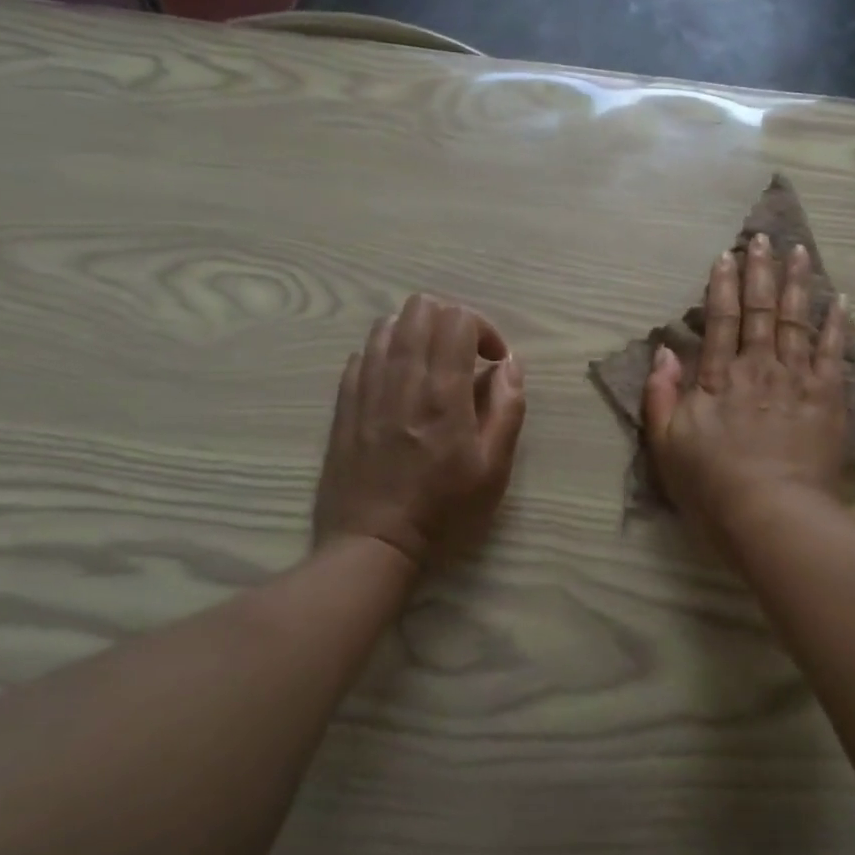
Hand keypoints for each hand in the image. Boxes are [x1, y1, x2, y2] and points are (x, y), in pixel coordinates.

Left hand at [313, 294, 526, 572]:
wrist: (371, 546)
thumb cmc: (443, 512)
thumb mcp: (494, 469)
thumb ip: (507, 409)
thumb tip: (509, 365)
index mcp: (443, 394)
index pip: (457, 319)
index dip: (483, 328)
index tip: (493, 361)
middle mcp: (401, 380)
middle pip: (420, 308)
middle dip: (450, 320)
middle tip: (465, 356)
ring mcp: (366, 389)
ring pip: (387, 324)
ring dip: (417, 333)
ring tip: (432, 366)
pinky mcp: (344, 404)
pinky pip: (362, 354)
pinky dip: (387, 354)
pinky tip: (400, 384)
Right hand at [643, 234, 847, 537]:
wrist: (773, 515)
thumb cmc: (712, 486)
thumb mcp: (666, 445)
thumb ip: (661, 395)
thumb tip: (665, 351)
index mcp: (719, 378)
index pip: (721, 320)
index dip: (723, 285)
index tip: (725, 256)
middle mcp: (758, 367)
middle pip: (760, 310)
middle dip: (760, 271)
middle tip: (762, 237)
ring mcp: (796, 380)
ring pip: (796, 320)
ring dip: (797, 284)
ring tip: (799, 252)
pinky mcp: (827, 398)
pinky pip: (831, 353)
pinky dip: (835, 325)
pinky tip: (838, 301)